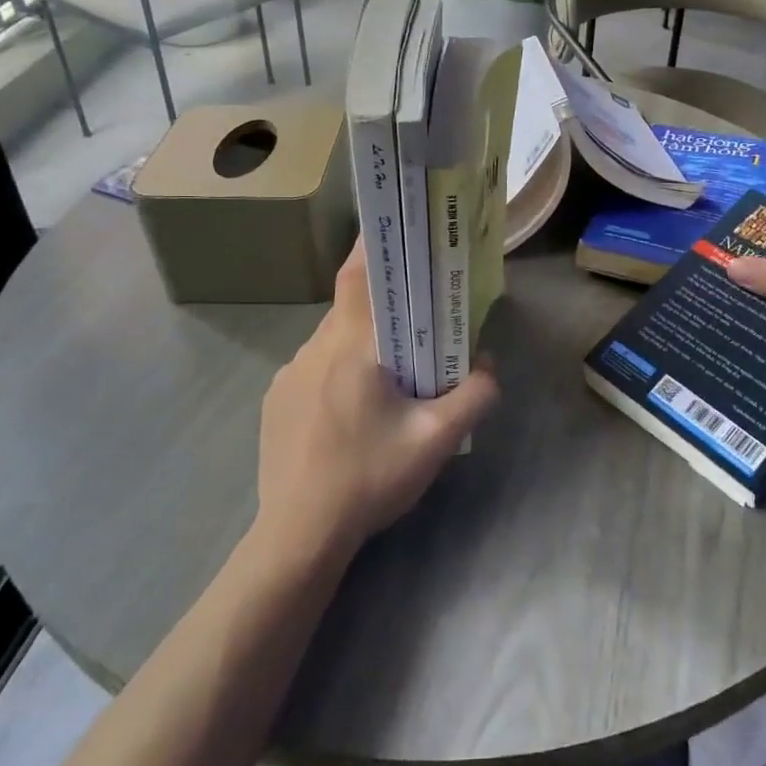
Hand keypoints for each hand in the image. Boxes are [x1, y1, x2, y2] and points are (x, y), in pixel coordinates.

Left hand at [255, 244, 496, 560]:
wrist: (298, 537)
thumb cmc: (369, 478)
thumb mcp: (436, 440)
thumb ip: (475, 396)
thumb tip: (489, 365)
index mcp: (351, 346)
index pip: (358, 275)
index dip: (374, 245)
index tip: (396, 229)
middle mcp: (314, 349)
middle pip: (352, 307)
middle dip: (384, 305)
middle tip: (417, 317)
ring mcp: (288, 375)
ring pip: (333, 340)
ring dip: (362, 343)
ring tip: (390, 374)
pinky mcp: (276, 401)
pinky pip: (314, 368)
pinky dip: (338, 371)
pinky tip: (353, 412)